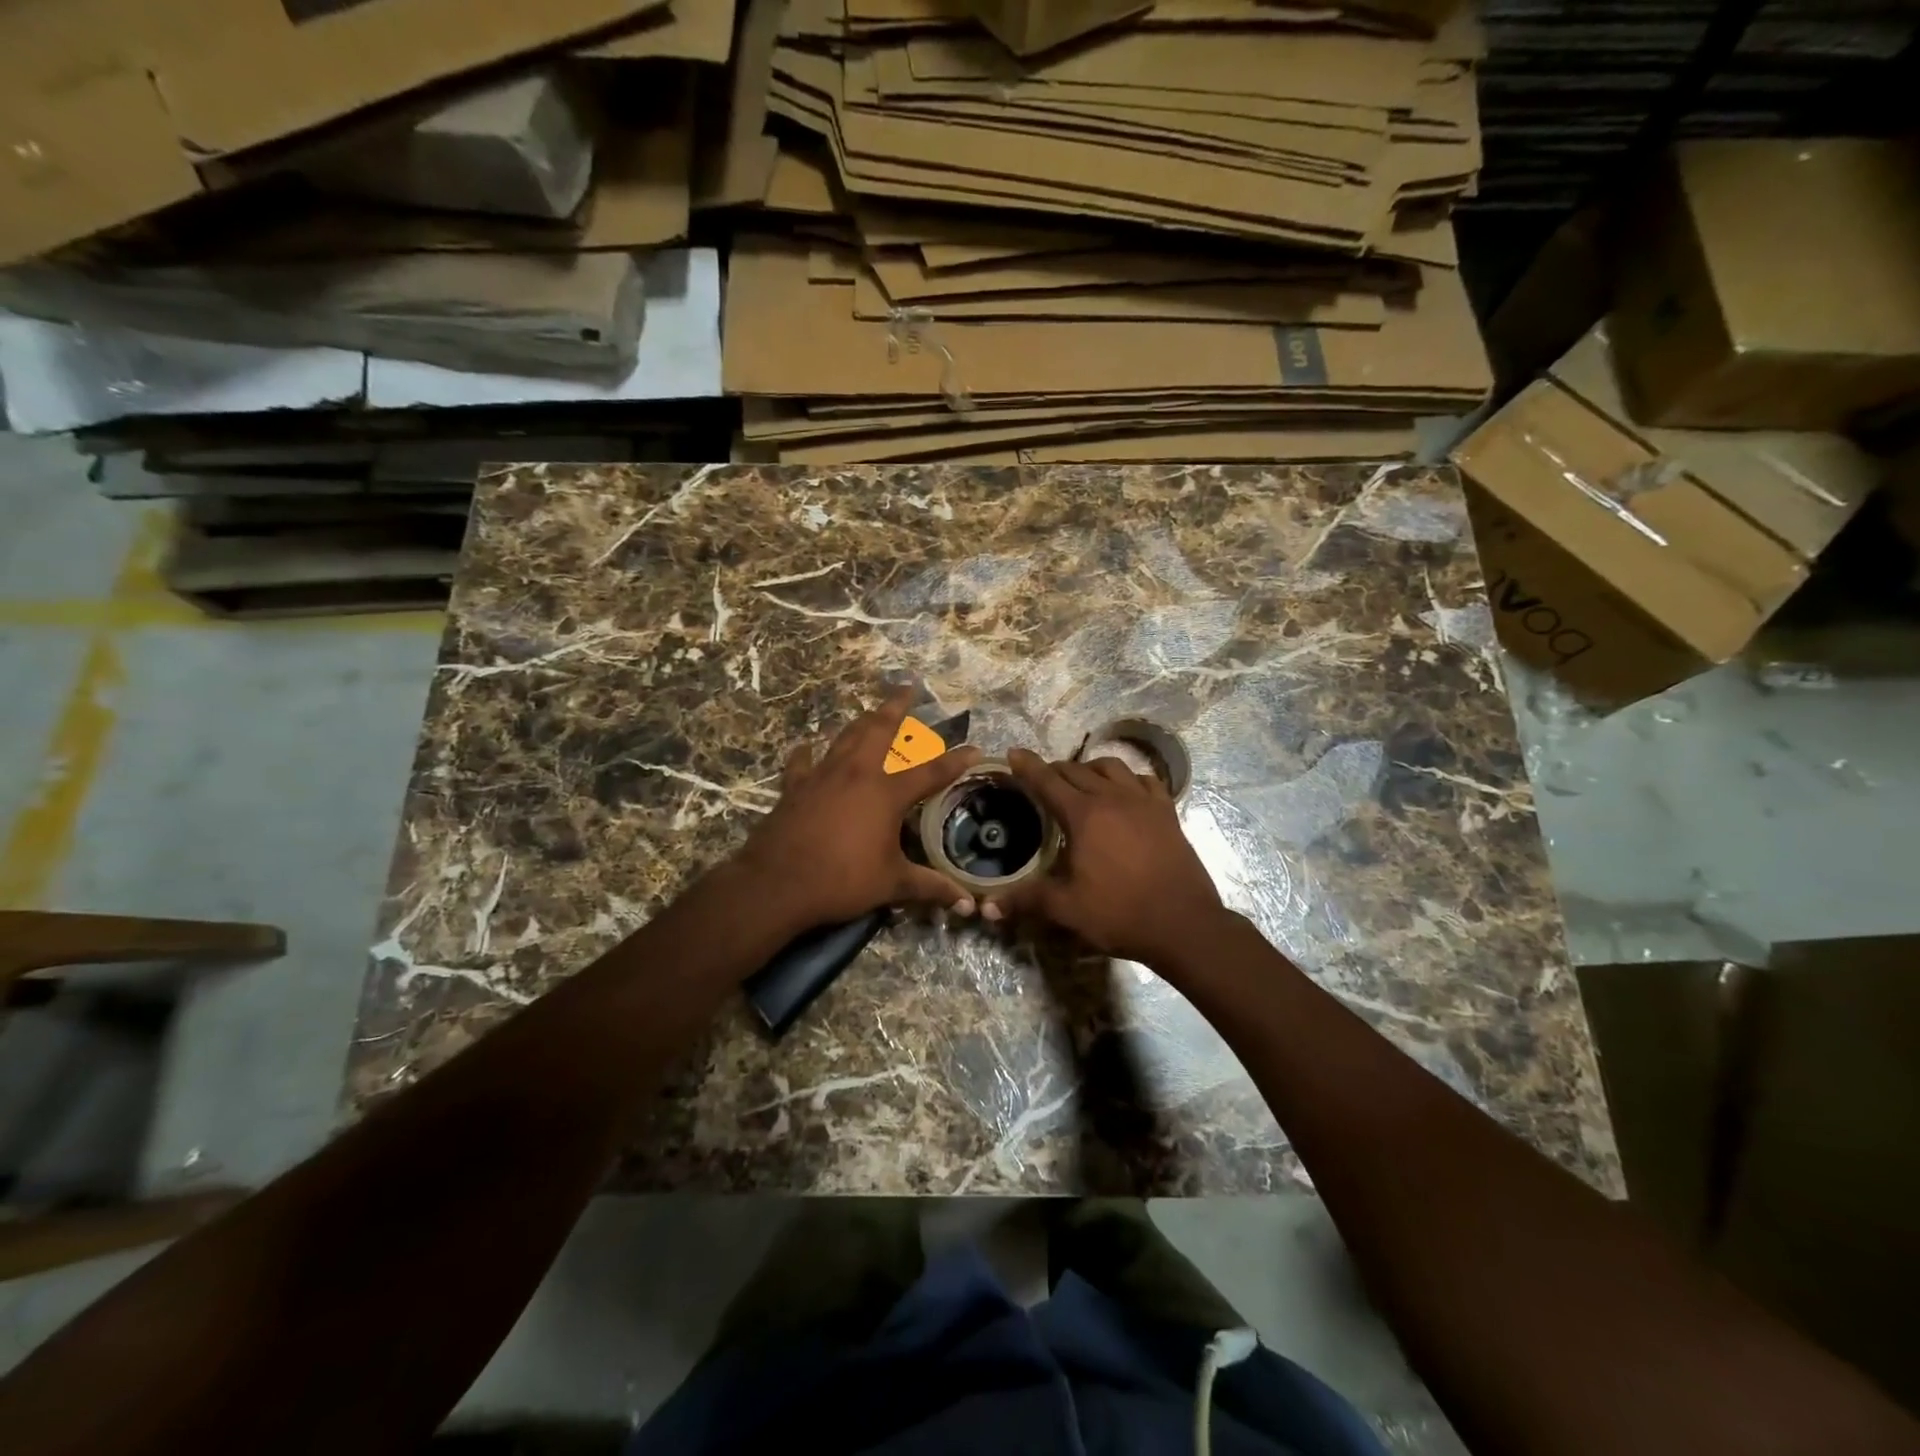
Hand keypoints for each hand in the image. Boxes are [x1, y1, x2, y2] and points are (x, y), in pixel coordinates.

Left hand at [734, 687, 981, 926]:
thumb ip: (930, 888)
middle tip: (908, 687)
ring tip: (871, 710)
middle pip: (880, 729)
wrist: (778, 883)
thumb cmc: (841, 881)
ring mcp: (823, 775)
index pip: (931, 771)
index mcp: (886, 793)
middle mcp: (857, 773)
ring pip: (845, 736)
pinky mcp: (795, 787)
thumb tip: (966, 902)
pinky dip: (807, 753)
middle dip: (897, 707)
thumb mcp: (892, 885)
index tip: (975, 748)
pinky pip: (802, 762)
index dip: (956, 760)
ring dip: (861, 720)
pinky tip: (807, 747)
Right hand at [982, 748, 1226, 966]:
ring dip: (1090, 768)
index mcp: (1084, 815)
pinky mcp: (1167, 813)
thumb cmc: (1121, 914)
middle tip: (1041, 779)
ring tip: (1082, 780)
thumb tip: (987, 907)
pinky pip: (1146, 780)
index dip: (1027, 766)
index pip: (1048, 781)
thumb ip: (1026, 900)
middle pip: (1077, 770)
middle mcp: (1113, 798)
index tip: (1013, 753)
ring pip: (1112, 767)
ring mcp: (1144, 802)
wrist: (1184, 924)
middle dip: (1054, 769)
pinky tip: (1126, 791)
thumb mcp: (1067, 909)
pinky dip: (1130, 779)